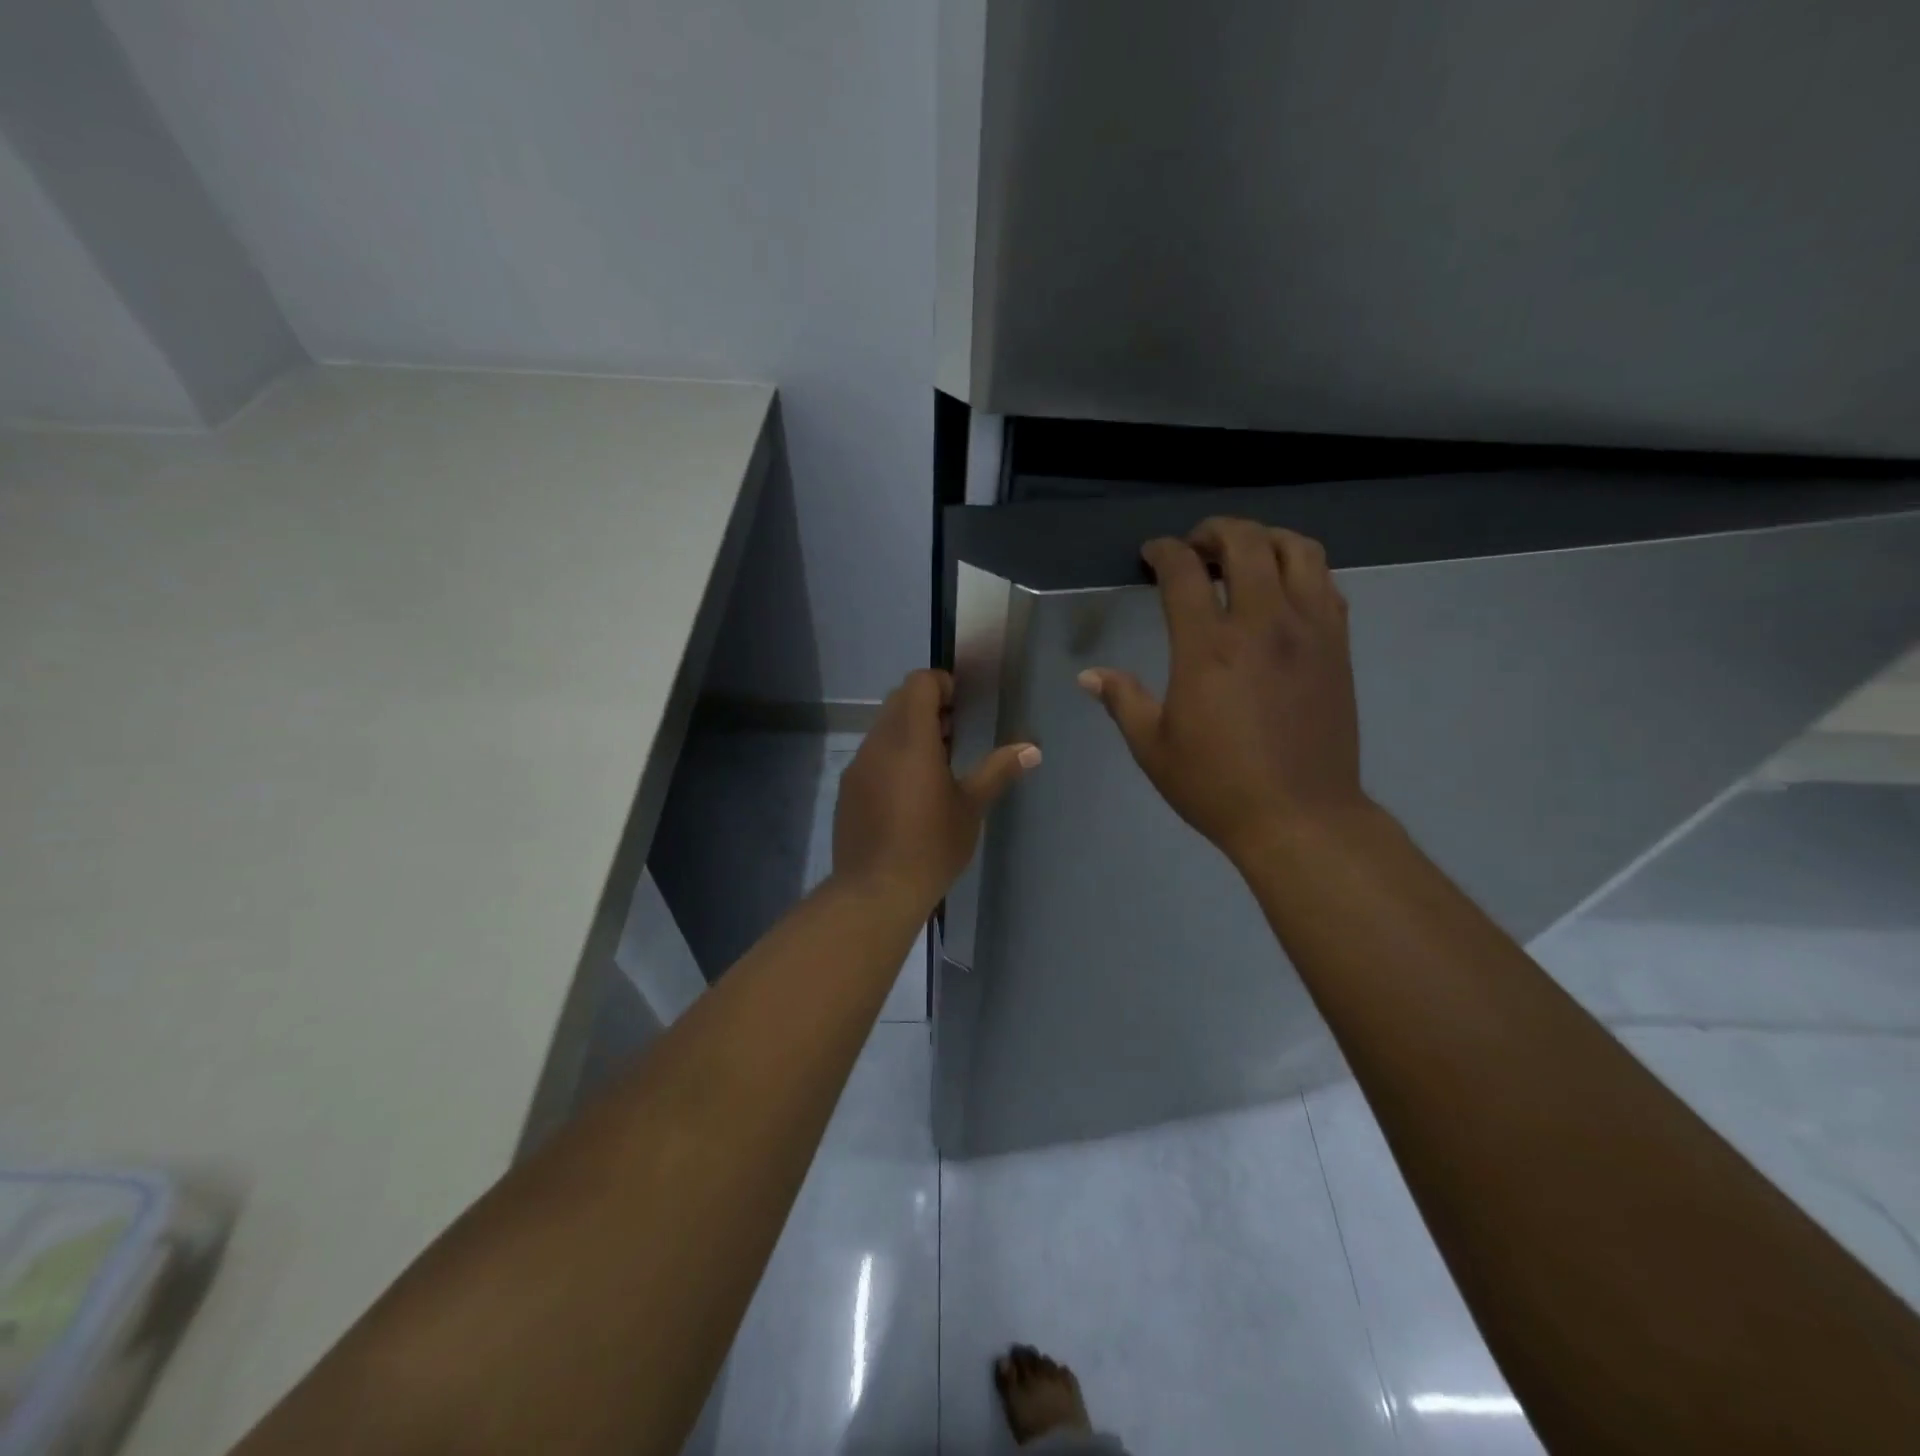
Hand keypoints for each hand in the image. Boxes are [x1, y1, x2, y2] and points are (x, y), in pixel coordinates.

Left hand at [833, 669, 1039, 911]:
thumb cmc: (931, 845)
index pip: (918, 683)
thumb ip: (998, 770)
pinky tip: (909, 791)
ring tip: (936, 763)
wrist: (876, 890)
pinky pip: (871, 755)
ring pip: (883, 728)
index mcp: (910, 738)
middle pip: (899, 700)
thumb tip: (1032, 748)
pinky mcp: (847, 789)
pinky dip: (891, 755)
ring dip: (908, 731)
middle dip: (927, 706)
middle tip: (954, 733)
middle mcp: (878, 743)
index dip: (941, 684)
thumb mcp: (971, 807)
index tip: (961, 706)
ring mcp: (858, 766)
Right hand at [1080, 518, 1367, 867]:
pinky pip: (1325, 582)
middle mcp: (1261, 623)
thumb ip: (1122, 701)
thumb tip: (1089, 676)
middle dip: (1214, 531)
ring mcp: (1308, 630)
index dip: (1163, 552)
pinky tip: (1282, 590)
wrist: (1301, 817)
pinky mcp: (1338, 644)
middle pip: (1245, 542)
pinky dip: (1300, 568)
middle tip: (1195, 548)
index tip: (1151, 555)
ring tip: (1244, 556)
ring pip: (1297, 549)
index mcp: (1207, 647)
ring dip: (1264, 539)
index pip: (1184, 572)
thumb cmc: (1217, 785)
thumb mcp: (1153, 747)